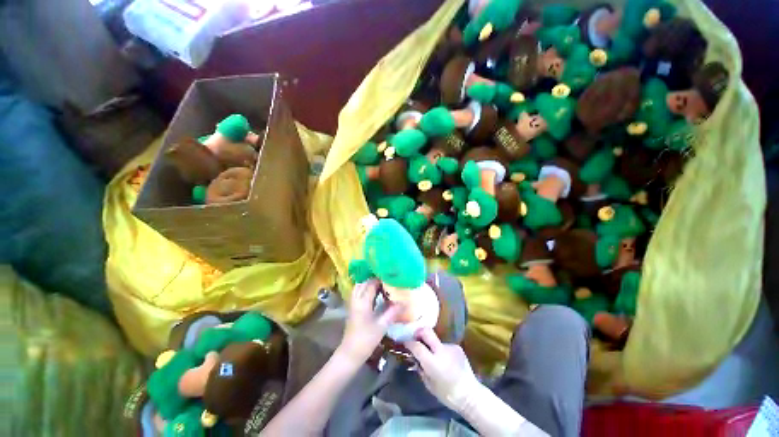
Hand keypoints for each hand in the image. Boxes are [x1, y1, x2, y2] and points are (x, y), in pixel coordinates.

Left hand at [338, 279, 402, 363]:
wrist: (350, 353)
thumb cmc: (366, 340)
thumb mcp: (382, 326)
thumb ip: (392, 312)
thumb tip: (404, 302)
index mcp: (363, 302)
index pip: (371, 284)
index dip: (381, 279)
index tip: (391, 277)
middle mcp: (356, 300)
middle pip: (364, 283)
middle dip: (374, 279)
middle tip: (387, 281)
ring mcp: (352, 304)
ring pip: (359, 287)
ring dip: (368, 284)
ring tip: (381, 285)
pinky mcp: (352, 308)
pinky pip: (358, 293)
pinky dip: (365, 289)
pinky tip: (373, 294)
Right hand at [404, 328, 480, 411]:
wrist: (470, 395)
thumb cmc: (447, 394)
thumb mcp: (428, 384)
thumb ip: (420, 368)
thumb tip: (415, 357)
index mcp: (433, 363)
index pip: (417, 346)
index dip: (409, 342)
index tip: (405, 342)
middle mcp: (442, 351)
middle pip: (427, 331)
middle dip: (418, 332)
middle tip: (415, 337)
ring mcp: (451, 347)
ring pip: (436, 340)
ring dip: (432, 346)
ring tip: (434, 358)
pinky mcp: (457, 347)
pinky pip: (444, 346)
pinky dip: (442, 351)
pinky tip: (445, 361)